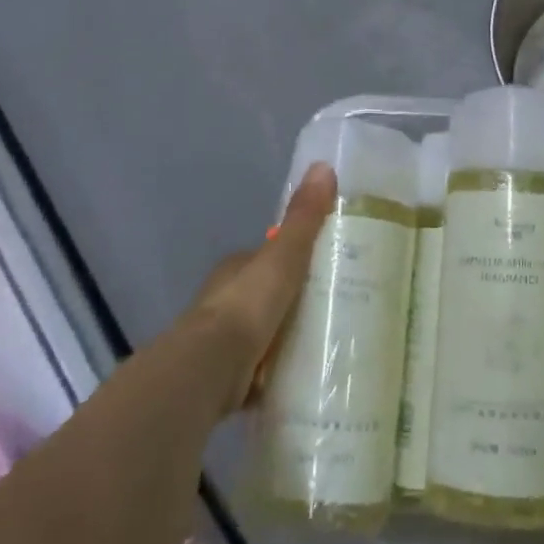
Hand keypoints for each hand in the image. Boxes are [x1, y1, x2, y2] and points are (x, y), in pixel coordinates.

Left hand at [189, 163, 335, 415]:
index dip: (293, 259)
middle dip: (291, 301)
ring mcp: (223, 341)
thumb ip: (303, 218)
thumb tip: (323, 166)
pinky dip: (276, 374)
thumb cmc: (248, 305)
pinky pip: (259, 372)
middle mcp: (225, 301)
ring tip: (325, 344)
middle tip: (334, 308)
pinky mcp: (226, 378)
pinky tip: (301, 378)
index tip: (324, 268)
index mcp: (237, 269)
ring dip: (285, 338)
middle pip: (265, 295)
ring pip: (262, 333)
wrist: (209, 368)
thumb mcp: (284, 255)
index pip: (268, 257)